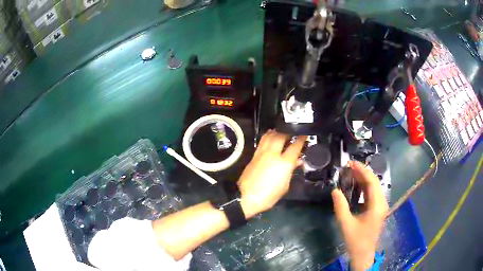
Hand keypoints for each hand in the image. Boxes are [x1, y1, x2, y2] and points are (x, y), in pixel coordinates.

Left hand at [237, 130, 305, 217]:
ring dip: (277, 131)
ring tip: (282, 130)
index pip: (295, 146)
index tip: (305, 134)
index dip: (302, 139)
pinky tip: (270, 136)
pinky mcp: (254, 155)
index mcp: (284, 163)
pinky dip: (268, 136)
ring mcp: (262, 153)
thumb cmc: (268, 196)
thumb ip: (291, 171)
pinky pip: (262, 141)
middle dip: (289, 131)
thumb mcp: (284, 187)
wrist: (245, 197)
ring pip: (270, 136)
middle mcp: (273, 154)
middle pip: (282, 135)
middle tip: (294, 131)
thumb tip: (296, 161)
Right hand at [332, 161, 388, 270]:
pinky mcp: (378, 210)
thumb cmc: (356, 240)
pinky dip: (365, 187)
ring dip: (364, 179)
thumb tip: (335, 190)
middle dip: (363, 172)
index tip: (351, 163)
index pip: (372, 182)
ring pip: (374, 187)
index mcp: (377, 205)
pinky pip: (373, 194)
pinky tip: (356, 185)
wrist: (363, 254)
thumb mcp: (346, 224)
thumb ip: (340, 206)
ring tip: (351, 173)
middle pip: (374, 182)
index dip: (362, 170)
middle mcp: (382, 203)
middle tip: (349, 167)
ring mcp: (381, 206)